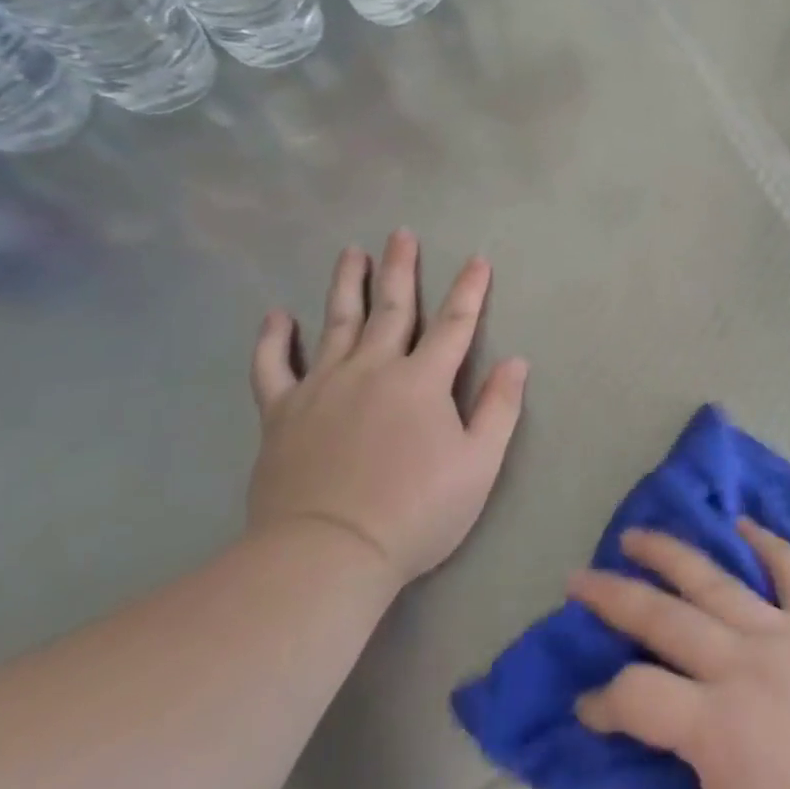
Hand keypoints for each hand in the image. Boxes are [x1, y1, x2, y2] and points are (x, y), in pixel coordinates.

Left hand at [248, 229, 527, 589]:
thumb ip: (499, 408)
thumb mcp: (479, 464)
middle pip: (391, 309)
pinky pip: (273, 366)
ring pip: (336, 323)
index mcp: (423, 381)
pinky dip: (273, 339)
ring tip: (350, 252)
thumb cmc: (416, 511)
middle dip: (400, 269)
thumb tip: (516, 361)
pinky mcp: (282, 413)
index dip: (469, 290)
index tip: (477, 259)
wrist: (328, 553)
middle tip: (401, 234)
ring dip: (346, 284)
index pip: (454, 324)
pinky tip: (276, 315)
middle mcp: (372, 370)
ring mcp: (322, 387)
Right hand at [570, 523, 789, 788]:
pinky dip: (769, 544)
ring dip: (672, 553)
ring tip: (636, 536)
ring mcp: (783, 635)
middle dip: (613, 596)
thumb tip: (591, 785)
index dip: (599, 702)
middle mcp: (742, 662)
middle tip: (578, 579)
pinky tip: (742, 524)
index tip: (585, 712)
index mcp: (712, 723)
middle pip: (664, 616)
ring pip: (717, 580)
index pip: (632, 693)